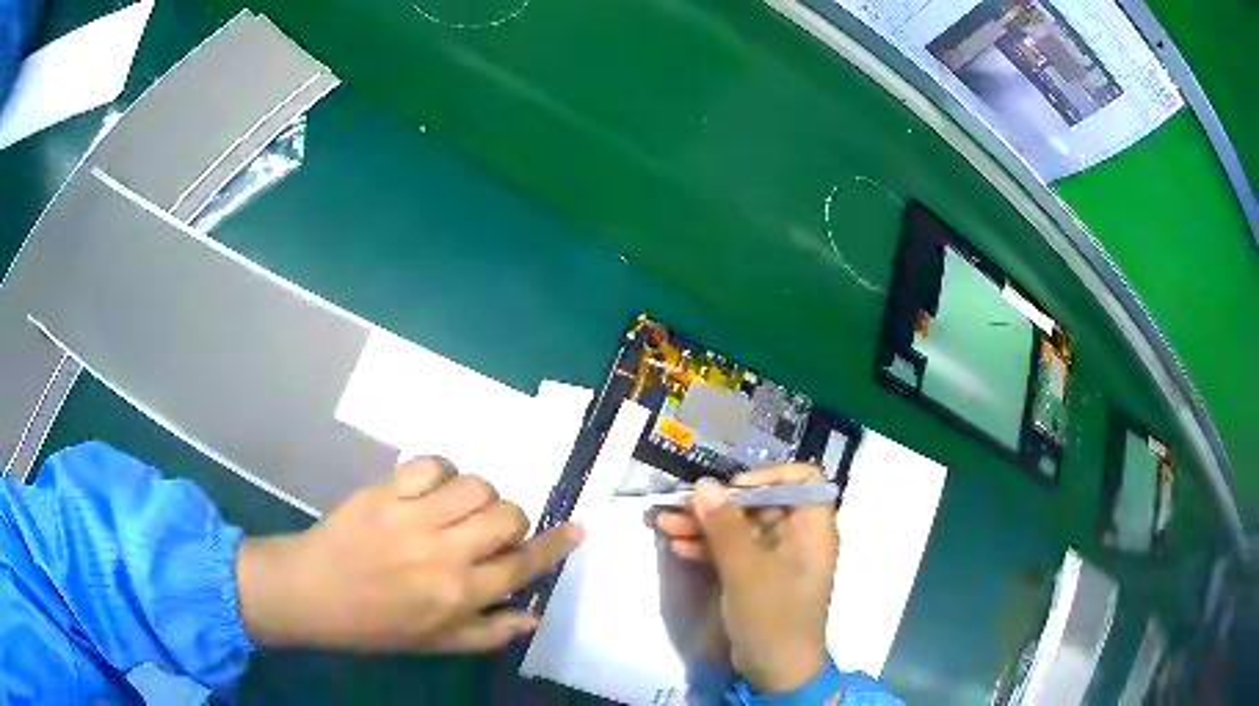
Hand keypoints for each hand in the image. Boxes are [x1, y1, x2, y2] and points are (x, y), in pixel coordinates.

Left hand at [236, 456, 582, 651]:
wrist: (313, 593)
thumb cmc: (377, 626)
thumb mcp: (438, 644)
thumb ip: (491, 631)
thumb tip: (534, 614)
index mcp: (458, 595)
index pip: (522, 564)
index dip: (556, 545)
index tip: (578, 528)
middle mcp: (443, 553)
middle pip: (506, 516)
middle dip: (514, 520)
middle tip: (495, 530)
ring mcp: (412, 516)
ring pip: (475, 485)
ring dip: (480, 495)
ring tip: (461, 509)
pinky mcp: (385, 490)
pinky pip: (431, 464)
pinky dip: (442, 472)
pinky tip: (433, 489)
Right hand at [654, 465, 836, 693]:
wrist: (775, 671)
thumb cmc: (773, 616)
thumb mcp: (747, 572)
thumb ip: (725, 528)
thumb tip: (703, 484)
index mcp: (811, 529)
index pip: (804, 480)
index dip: (770, 476)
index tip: (734, 488)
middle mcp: (797, 538)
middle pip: (761, 504)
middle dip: (719, 504)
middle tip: (679, 505)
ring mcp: (775, 559)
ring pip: (740, 529)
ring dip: (704, 526)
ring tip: (664, 524)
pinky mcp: (756, 577)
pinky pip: (732, 552)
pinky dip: (707, 548)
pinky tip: (678, 547)